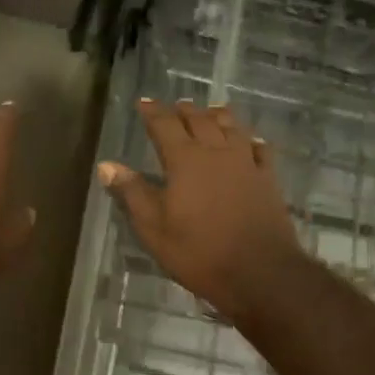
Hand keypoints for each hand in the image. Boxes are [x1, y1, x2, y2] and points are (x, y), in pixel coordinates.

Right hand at [98, 99, 306, 321]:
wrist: (259, 272)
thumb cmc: (198, 252)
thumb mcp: (154, 228)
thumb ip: (132, 192)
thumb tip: (107, 165)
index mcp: (185, 160)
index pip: (165, 125)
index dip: (153, 112)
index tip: (144, 102)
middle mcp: (217, 152)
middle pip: (200, 121)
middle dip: (185, 111)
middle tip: (176, 106)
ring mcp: (246, 164)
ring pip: (232, 128)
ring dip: (218, 116)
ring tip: (210, 111)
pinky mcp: (268, 180)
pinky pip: (260, 149)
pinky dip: (250, 140)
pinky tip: (250, 141)